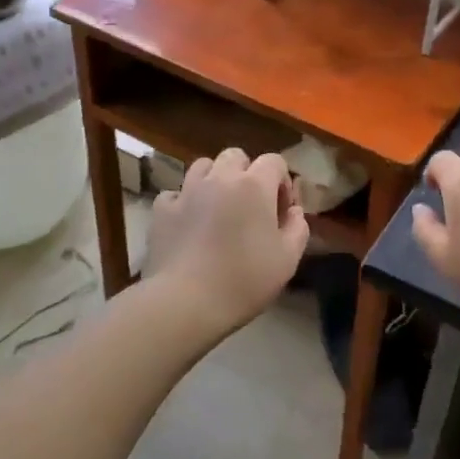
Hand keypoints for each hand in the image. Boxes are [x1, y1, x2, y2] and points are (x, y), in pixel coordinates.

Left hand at [144, 149, 308, 334]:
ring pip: (203, 167)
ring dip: (214, 179)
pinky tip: (188, 222)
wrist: (186, 301)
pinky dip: (184, 202)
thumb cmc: (245, 280)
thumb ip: (298, 228)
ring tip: (218, 207)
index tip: (281, 211)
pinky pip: (175, 194)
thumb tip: (294, 212)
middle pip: (236, 157)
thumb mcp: (288, 259)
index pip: (274, 161)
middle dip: (247, 173)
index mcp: (254, 185)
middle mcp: (220, 178)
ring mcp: (187, 191)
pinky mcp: (162, 210)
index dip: (282, 182)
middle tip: (250, 205)